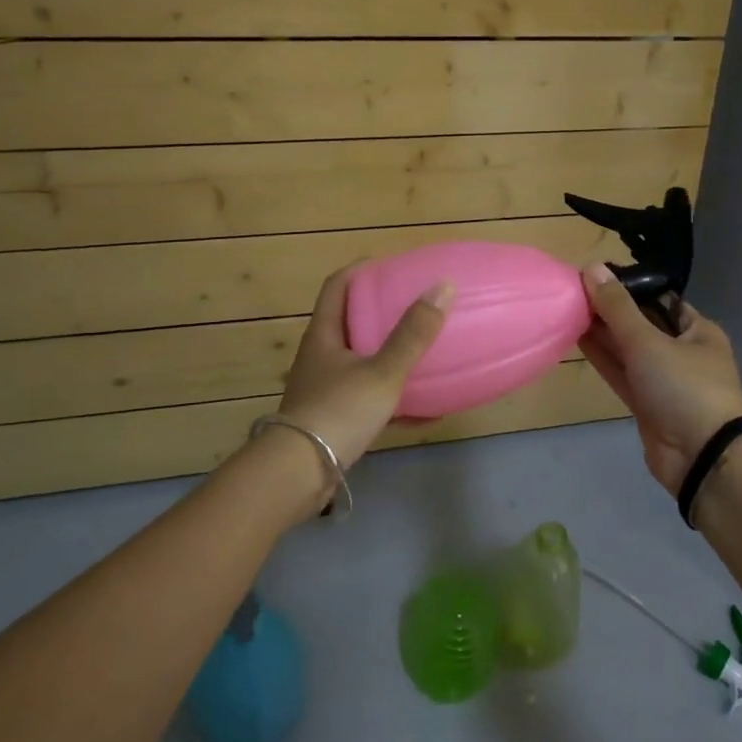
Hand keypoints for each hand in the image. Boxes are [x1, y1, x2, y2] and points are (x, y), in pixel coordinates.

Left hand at [273, 261, 454, 470]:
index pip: (338, 285)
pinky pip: (371, 401)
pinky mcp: (334, 421)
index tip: (392, 265)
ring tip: (425, 353)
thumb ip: (412, 334)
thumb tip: (443, 286)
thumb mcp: (382, 372)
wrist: (298, 476)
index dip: (362, 270)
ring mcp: (326, 390)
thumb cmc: (337, 412)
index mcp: (325, 334)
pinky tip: (427, 412)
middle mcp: (321, 357)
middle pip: (351, 322)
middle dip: (382, 313)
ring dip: (391, 357)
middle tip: (416, 307)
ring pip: (362, 363)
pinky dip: (396, 401)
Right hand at [578, 264, 741, 494]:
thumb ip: (617, 307)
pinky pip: (622, 373)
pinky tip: (577, 338)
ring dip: (602, 333)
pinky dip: (603, 358)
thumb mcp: (648, 341)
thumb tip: (591, 267)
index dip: (628, 286)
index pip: (659, 299)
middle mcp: (682, 352)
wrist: (703, 458)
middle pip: (641, 323)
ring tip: (568, 309)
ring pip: (628, 350)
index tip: (594, 275)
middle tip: (573, 290)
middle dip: (610, 310)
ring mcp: (664, 381)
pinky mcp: (647, 405)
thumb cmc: (685, 387)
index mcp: (697, 331)